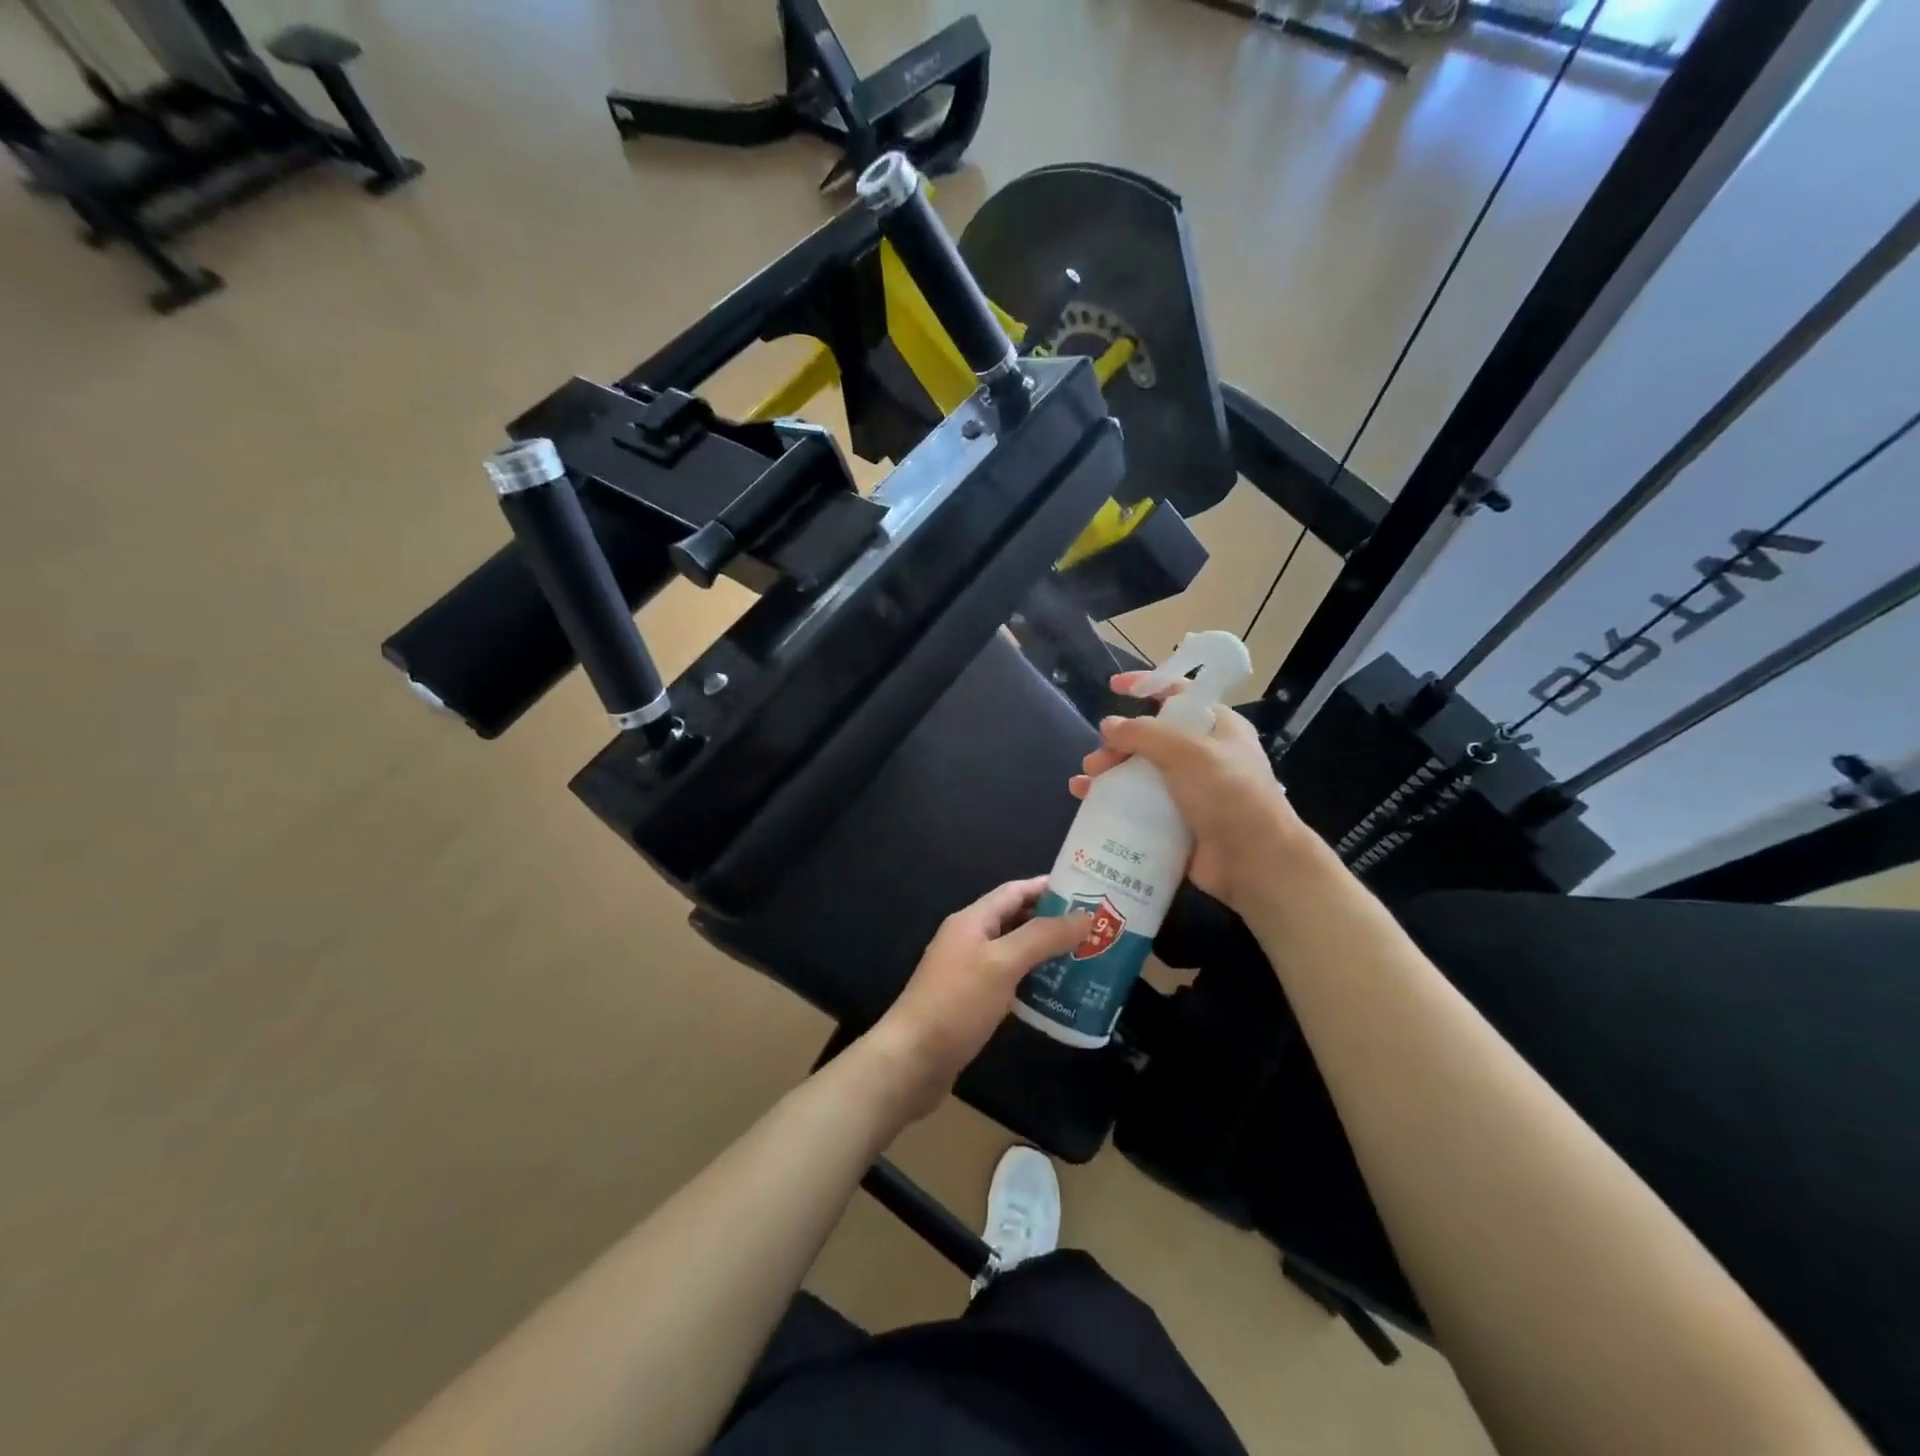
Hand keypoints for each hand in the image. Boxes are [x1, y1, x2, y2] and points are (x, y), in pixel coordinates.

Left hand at [866, 878, 1089, 1120]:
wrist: (912, 1060)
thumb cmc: (957, 1003)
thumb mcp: (1003, 963)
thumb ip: (1043, 937)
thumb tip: (1084, 916)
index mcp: (972, 920)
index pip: (1015, 891)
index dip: (1049, 888)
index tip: (1088, 891)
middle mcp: (969, 939)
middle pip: (1016, 920)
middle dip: (1053, 922)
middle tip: (1096, 930)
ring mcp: (968, 972)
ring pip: (1015, 953)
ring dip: (1047, 954)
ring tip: (1086, 960)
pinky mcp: (971, 1002)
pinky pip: (1009, 982)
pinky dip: (1033, 983)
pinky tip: (1058, 996)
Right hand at [1070, 672, 1313, 914]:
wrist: (1254, 861)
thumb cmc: (1228, 794)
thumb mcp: (1187, 752)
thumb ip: (1144, 734)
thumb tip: (1108, 726)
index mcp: (1217, 728)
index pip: (1178, 694)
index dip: (1147, 685)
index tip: (1114, 687)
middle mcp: (1203, 756)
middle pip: (1150, 738)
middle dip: (1117, 744)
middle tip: (1096, 760)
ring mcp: (1190, 792)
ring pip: (1139, 773)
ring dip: (1109, 774)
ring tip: (1083, 784)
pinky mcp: (1176, 823)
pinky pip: (1138, 807)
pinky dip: (1113, 803)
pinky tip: (1087, 804)